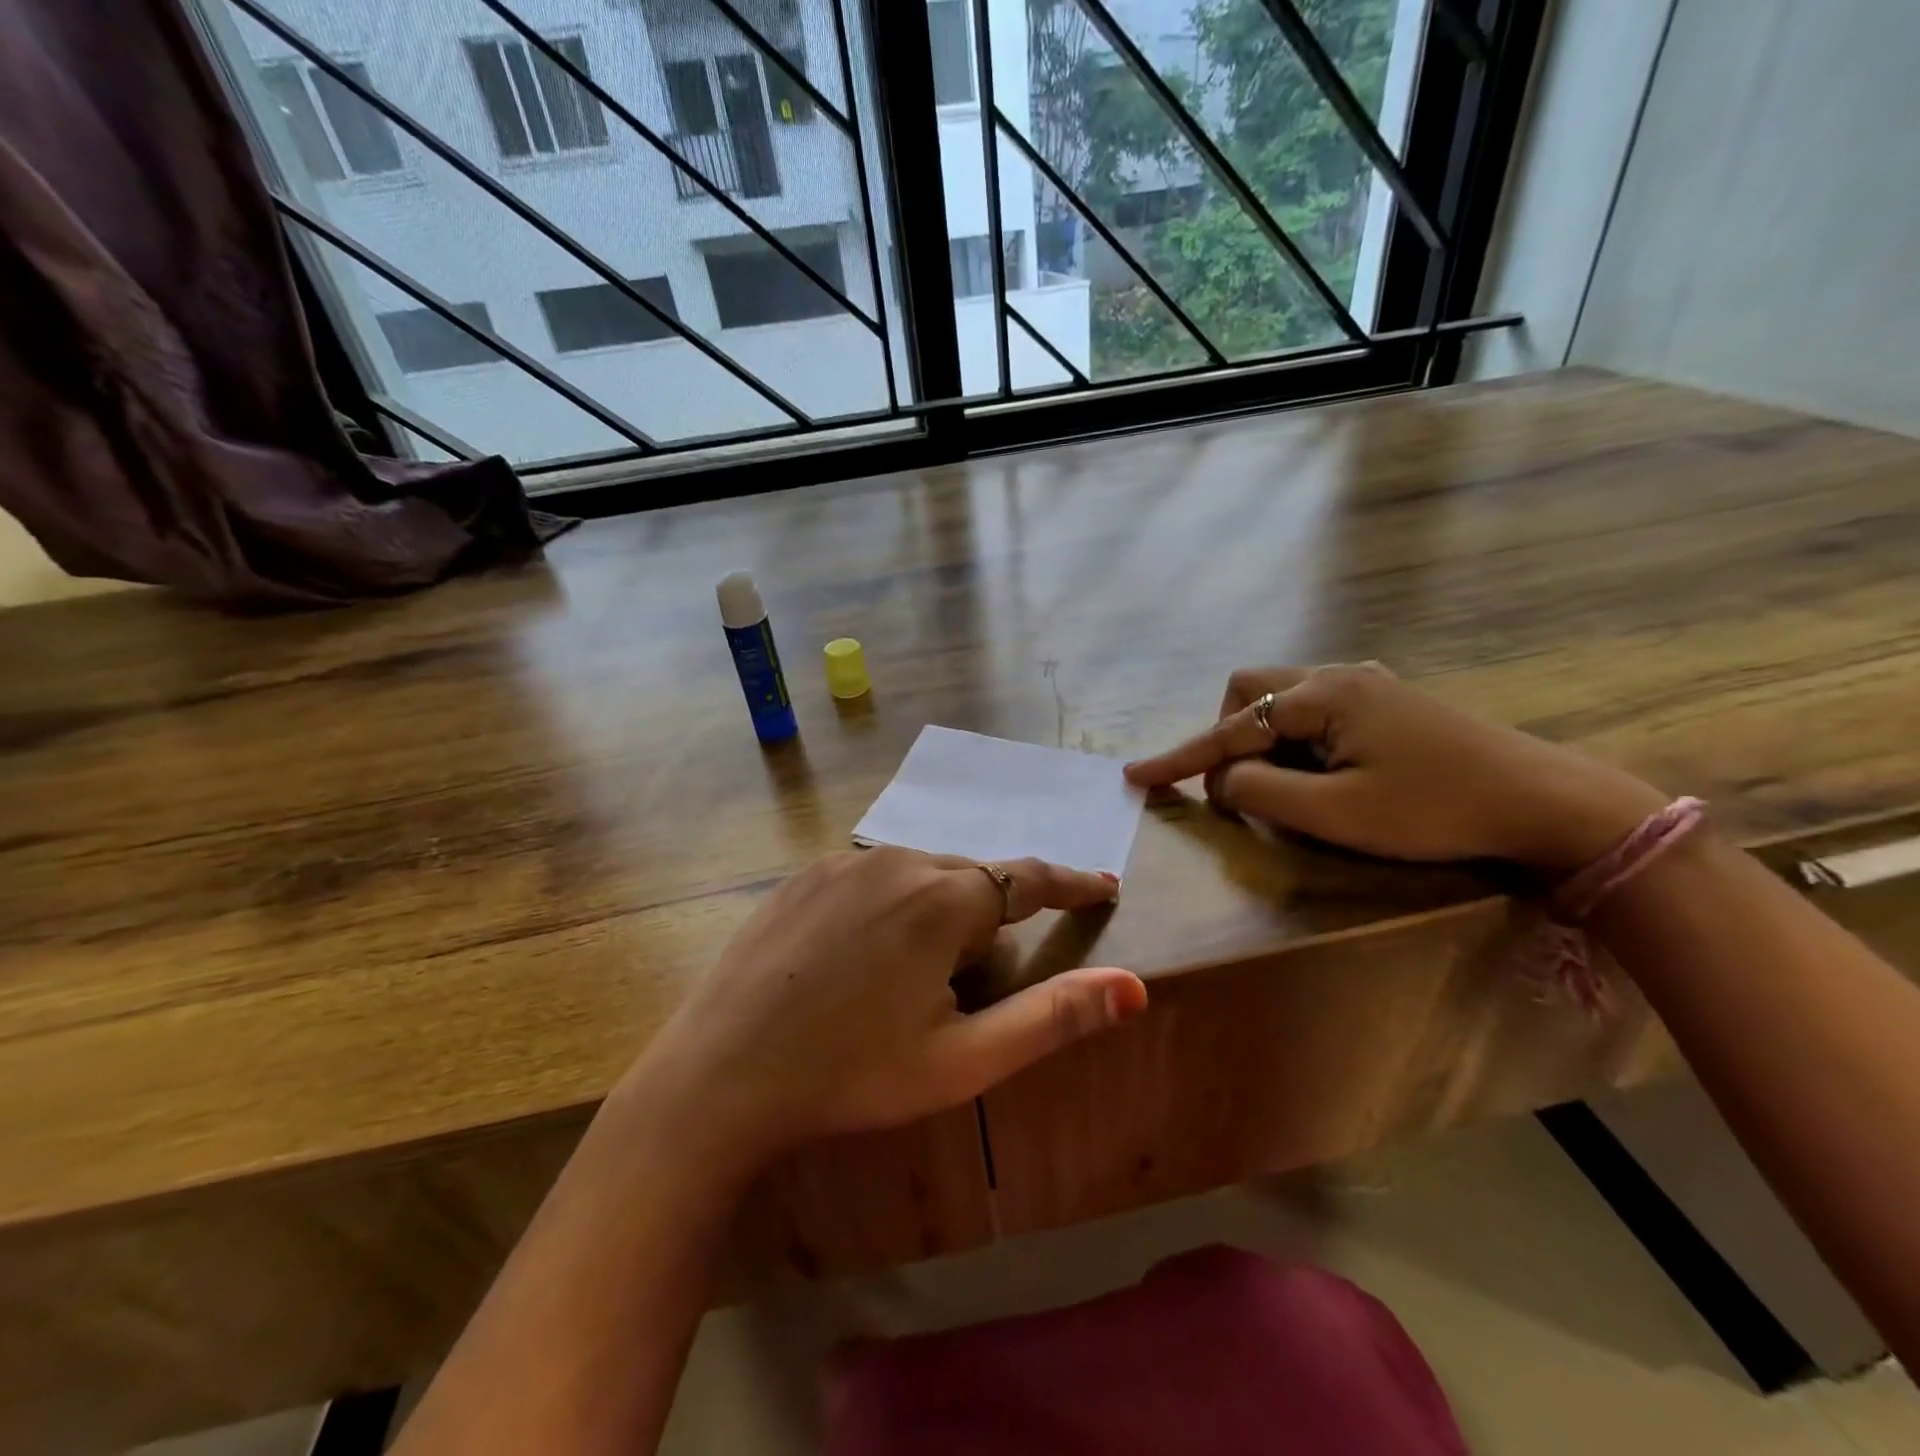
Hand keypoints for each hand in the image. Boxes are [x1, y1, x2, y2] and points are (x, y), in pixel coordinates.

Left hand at [622, 849, 1145, 1177]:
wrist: (721, 1074)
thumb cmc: (852, 1074)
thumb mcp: (964, 1060)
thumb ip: (1053, 1017)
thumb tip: (1134, 986)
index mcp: (945, 900)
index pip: (1030, 879)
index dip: (1072, 884)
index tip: (1103, 887)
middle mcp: (898, 860)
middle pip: (972, 882)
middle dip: (986, 924)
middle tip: (965, 989)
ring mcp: (844, 863)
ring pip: (920, 877)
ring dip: (935, 916)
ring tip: (904, 983)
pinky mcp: (804, 874)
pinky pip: (871, 879)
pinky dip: (888, 908)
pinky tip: (858, 960)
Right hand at [1125, 664, 1665, 874]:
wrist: (1548, 804)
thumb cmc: (1434, 810)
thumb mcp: (1334, 813)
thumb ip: (1260, 790)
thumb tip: (1223, 779)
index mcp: (1323, 694)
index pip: (1230, 728)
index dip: (1180, 758)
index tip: (1136, 777)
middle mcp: (1339, 675)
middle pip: (1250, 692)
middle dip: (1229, 736)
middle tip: (1244, 786)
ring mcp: (1367, 686)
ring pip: (1282, 700)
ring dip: (1265, 742)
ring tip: (1289, 787)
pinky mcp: (1387, 703)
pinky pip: (1315, 712)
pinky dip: (1297, 743)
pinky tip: (1325, 774)